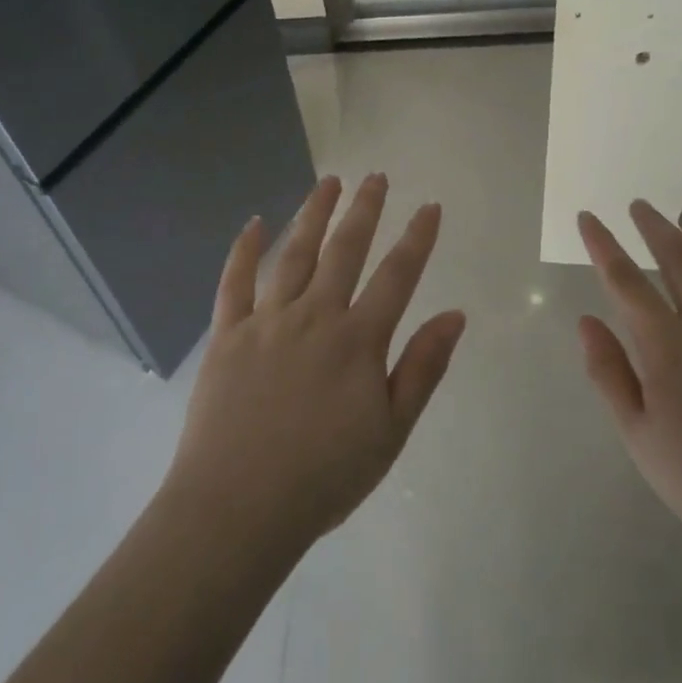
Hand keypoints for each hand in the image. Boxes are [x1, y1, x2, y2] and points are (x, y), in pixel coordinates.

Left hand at [166, 174, 466, 555]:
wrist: (239, 506)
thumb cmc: (324, 476)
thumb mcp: (391, 432)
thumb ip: (422, 368)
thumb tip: (454, 315)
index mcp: (357, 340)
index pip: (397, 276)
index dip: (417, 238)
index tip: (430, 206)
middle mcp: (314, 316)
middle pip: (344, 250)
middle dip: (364, 210)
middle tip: (376, 176)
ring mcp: (266, 321)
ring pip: (293, 254)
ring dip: (313, 214)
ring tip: (328, 182)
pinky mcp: (227, 334)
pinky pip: (235, 281)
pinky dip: (244, 249)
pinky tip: (254, 223)